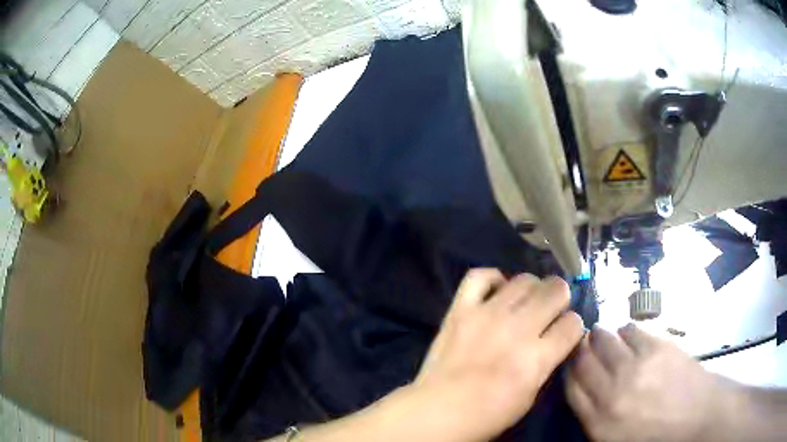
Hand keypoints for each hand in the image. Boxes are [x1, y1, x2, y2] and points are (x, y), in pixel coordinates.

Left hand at [413, 269, 584, 441]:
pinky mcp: (461, 309)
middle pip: (555, 290)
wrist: (438, 411)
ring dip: (533, 289)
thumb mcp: (530, 396)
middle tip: (551, 310)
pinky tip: (497, 290)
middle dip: (560, 298)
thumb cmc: (487, 414)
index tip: (566, 330)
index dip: (573, 326)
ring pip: (524, 280)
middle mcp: (517, 329)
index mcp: (537, 357)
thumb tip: (557, 338)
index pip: (573, 323)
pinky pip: (480, 276)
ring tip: (526, 302)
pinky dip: (493, 279)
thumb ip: (547, 363)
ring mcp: (488, 314)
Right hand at [566, 324, 733, 441]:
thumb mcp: (616, 440)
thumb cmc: (656, 435)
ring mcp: (635, 367)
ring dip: (599, 336)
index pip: (570, 387)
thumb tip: (583, 391)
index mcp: (599, 422)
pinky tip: (627, 335)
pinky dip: (625, 330)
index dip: (568, 370)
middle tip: (583, 344)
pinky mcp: (656, 347)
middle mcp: (611, 393)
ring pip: (604, 340)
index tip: (570, 362)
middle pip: (583, 360)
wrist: (697, 416)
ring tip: (602, 335)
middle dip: (580, 349)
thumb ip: (595, 418)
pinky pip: (630, 329)